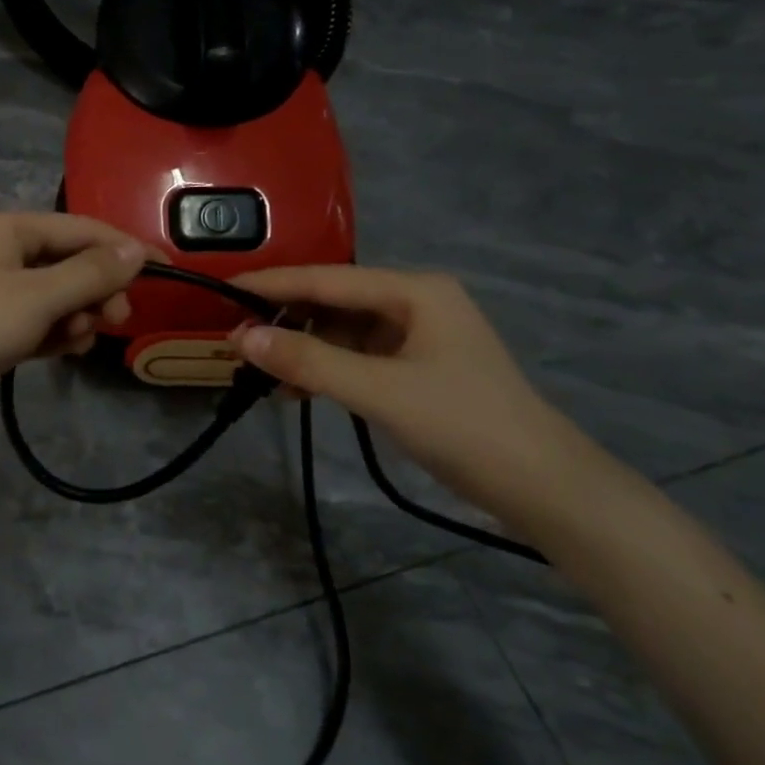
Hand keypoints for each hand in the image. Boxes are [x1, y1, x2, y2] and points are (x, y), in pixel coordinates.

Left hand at [0, 213, 149, 449]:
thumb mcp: (38, 297)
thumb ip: (91, 272)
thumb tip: (136, 249)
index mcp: (6, 229)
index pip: (79, 229)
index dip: (122, 248)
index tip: (164, 271)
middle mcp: (0, 253)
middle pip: (69, 261)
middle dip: (97, 288)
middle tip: (117, 319)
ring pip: (56, 294)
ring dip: (77, 314)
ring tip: (80, 339)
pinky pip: (39, 321)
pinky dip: (57, 332)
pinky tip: (69, 350)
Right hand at [233, 267, 595, 523]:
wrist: (541, 486)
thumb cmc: (462, 425)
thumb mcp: (379, 391)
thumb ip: (309, 361)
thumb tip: (241, 337)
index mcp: (413, 290)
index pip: (326, 278)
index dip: (272, 284)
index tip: (223, 288)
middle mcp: (414, 301)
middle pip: (333, 301)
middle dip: (285, 320)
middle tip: (235, 341)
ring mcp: (416, 336)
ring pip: (341, 331)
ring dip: (302, 349)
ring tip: (258, 370)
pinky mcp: (415, 367)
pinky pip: (356, 357)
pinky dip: (325, 369)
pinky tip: (295, 390)